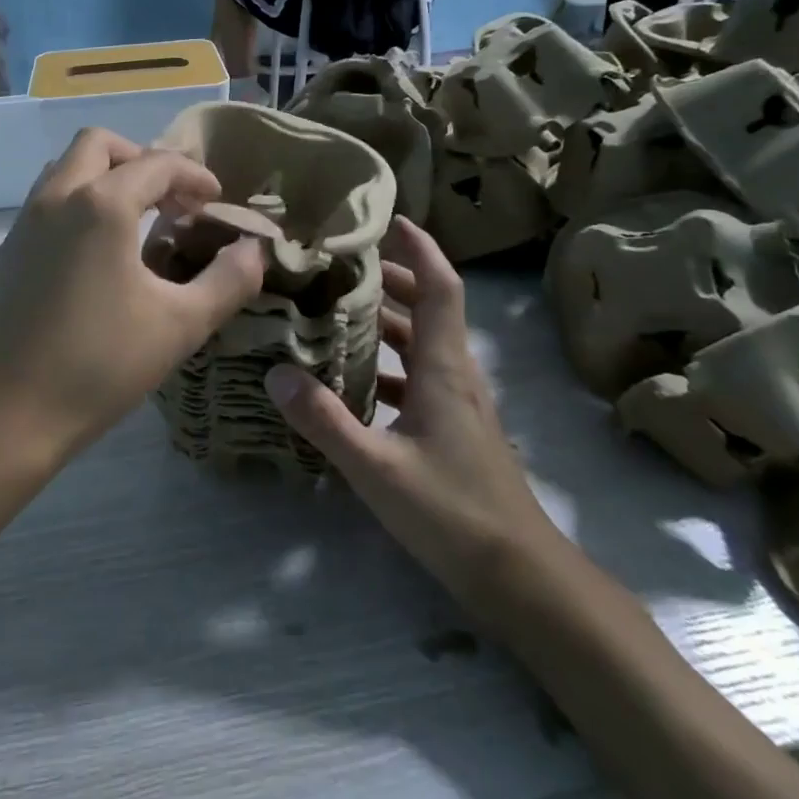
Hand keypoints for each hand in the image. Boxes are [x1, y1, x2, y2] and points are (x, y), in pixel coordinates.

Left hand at [0, 129, 266, 458]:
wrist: (8, 412)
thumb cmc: (100, 365)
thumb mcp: (180, 325)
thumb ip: (228, 281)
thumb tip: (254, 249)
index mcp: (101, 205)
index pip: (157, 164)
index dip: (194, 176)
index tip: (215, 202)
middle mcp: (57, 198)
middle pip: (99, 144)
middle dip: (141, 159)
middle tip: (170, 199)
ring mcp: (23, 224)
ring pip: (65, 169)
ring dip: (104, 177)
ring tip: (135, 220)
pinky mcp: (6, 252)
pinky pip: (46, 203)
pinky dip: (77, 204)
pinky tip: (94, 255)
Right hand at [265, 218, 563, 613]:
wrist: (522, 578)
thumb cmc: (453, 514)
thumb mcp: (377, 467)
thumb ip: (325, 420)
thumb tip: (276, 373)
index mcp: (445, 368)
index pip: (440, 287)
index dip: (419, 248)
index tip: (388, 219)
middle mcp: (456, 374)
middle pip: (428, 307)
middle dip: (390, 278)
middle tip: (340, 263)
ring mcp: (458, 403)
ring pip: (422, 342)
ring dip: (386, 319)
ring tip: (336, 309)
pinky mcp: (454, 429)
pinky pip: (418, 376)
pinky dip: (388, 362)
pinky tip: (352, 379)